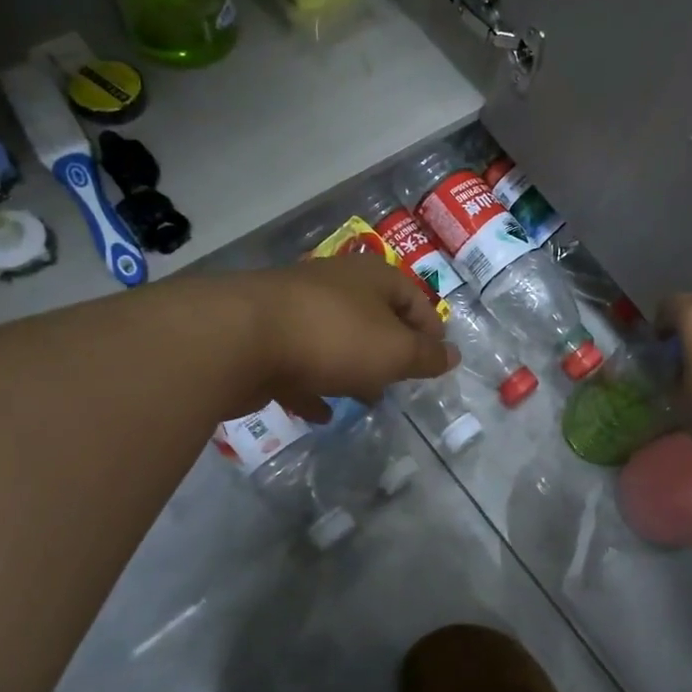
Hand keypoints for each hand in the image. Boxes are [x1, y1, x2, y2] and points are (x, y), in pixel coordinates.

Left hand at [217, 256, 457, 419]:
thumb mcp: (395, 351)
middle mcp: (335, 286)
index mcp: (371, 278)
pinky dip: (314, 386)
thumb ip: (426, 357)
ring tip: (368, 400)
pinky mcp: (264, 339)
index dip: (430, 328)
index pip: (414, 296)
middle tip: (403, 381)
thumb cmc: (334, 337)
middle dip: (390, 350)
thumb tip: (453, 356)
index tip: (437, 360)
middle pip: (373, 316)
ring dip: (353, 368)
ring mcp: (295, 310)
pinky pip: (299, 364)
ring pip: (336, 339)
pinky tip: (322, 413)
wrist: (239, 339)